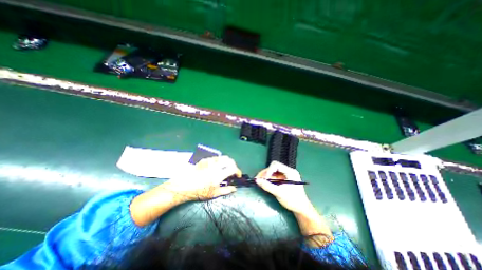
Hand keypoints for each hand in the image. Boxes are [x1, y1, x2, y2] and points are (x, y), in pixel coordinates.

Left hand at [131, 155, 240, 226]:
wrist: (183, 186)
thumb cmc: (198, 192)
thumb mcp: (213, 194)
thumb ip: (226, 190)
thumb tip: (235, 188)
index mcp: (218, 174)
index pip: (233, 168)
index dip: (238, 171)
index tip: (238, 175)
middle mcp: (215, 166)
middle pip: (229, 160)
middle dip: (233, 164)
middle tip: (232, 170)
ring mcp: (209, 161)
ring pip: (222, 157)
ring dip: (226, 161)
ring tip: (225, 168)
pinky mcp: (204, 160)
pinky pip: (215, 157)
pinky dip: (219, 160)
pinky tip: (216, 166)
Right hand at [256, 162, 331, 243]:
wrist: (302, 209)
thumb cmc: (292, 200)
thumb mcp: (279, 193)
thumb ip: (267, 186)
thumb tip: (257, 180)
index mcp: (290, 172)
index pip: (276, 165)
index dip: (268, 170)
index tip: (264, 178)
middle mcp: (288, 171)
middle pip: (273, 168)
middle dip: (265, 173)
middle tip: (257, 179)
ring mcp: (286, 175)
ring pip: (273, 172)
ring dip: (266, 176)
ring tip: (259, 181)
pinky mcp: (284, 180)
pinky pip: (274, 177)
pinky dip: (269, 179)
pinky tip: (264, 183)